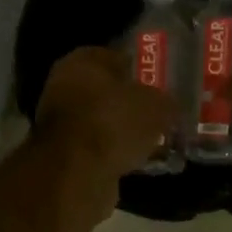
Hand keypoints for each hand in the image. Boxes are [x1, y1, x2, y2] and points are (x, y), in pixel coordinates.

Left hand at [32, 47, 180, 209]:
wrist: (77, 174)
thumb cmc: (114, 123)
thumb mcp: (156, 106)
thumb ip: (166, 102)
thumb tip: (170, 107)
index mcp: (82, 61)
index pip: (116, 57)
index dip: (141, 70)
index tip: (162, 85)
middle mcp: (64, 86)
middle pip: (107, 91)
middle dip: (132, 104)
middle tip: (160, 115)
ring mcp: (60, 123)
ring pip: (102, 121)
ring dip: (123, 131)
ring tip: (153, 141)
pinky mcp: (63, 154)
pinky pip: (97, 147)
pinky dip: (114, 153)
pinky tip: (136, 161)